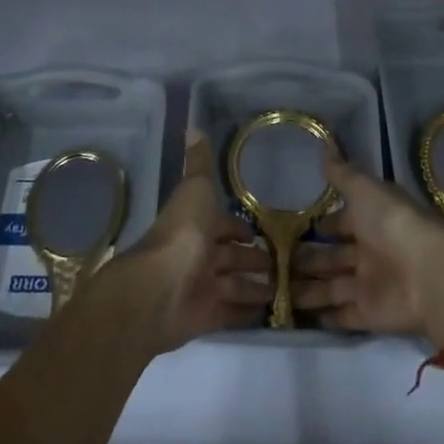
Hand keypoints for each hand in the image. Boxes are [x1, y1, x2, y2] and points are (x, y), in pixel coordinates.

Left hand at [97, 134, 271, 354]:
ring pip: (234, 285)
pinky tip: (271, 312)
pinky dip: (248, 312)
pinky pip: (232, 313)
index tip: (264, 231)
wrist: (157, 290)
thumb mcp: (195, 190)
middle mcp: (198, 254)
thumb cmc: (181, 233)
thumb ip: (198, 163)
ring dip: (255, 286)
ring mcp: (201, 287)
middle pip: (230, 257)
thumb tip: (193, 126)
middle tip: (284, 263)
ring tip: (286, 287)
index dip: (240, 228)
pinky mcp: (206, 317)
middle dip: (253, 259)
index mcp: (196, 224)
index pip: (223, 225)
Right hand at [291, 158, 443, 346]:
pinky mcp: (369, 314)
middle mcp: (370, 251)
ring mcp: (370, 284)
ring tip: (275, 289)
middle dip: (306, 258)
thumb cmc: (393, 223)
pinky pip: (342, 315)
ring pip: (331, 286)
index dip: (321, 225)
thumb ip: (342, 174)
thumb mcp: (365, 189)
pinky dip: (324, 316)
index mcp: (372, 219)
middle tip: (273, 262)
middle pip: (332, 256)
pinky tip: (298, 315)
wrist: (428, 274)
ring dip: (307, 288)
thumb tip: (325, 148)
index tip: (291, 228)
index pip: (341, 222)